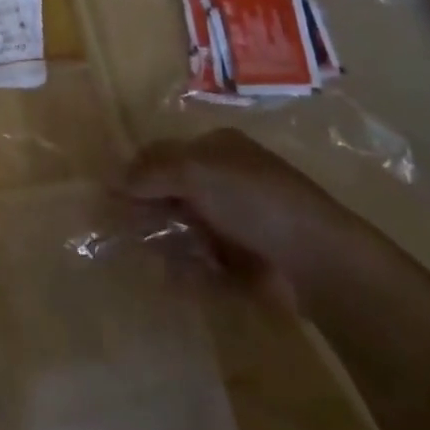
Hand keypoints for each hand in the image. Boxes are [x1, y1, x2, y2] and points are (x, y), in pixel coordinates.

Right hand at [120, 129, 378, 314]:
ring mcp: (236, 224)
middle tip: (125, 231)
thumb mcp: (196, 170)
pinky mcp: (244, 263)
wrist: (318, 261)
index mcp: (217, 149)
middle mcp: (225, 182)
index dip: (137, 172)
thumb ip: (151, 171)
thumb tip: (111, 178)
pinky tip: (178, 280)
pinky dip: (189, 273)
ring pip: (184, 230)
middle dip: (148, 212)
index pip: (164, 154)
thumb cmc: (254, 200)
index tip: (112, 196)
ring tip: (154, 260)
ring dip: (166, 243)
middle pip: (172, 193)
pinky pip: (204, 264)